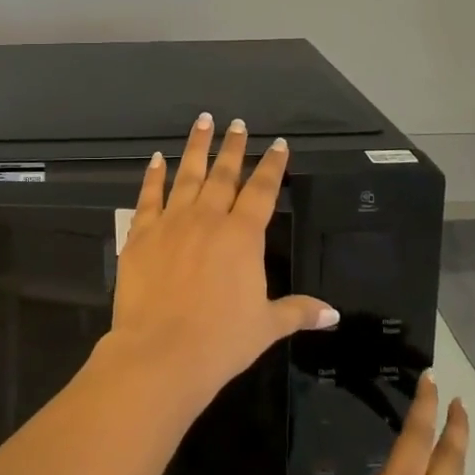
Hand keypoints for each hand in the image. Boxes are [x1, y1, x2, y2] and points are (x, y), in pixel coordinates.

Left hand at [105, 114, 338, 404]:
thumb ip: (298, 312)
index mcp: (242, 236)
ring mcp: (172, 222)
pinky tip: (157, 159)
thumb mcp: (266, 326)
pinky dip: (154, 176)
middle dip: (233, 148)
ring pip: (187, 175)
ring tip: (203, 122)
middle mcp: (208, 219)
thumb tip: (333, 314)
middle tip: (237, 124)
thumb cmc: (221, 341)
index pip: (262, 191)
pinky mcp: (141, 234)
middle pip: (224, 175)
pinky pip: (149, 196)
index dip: (272, 166)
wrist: (161, 352)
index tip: (278, 144)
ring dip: (197, 147)